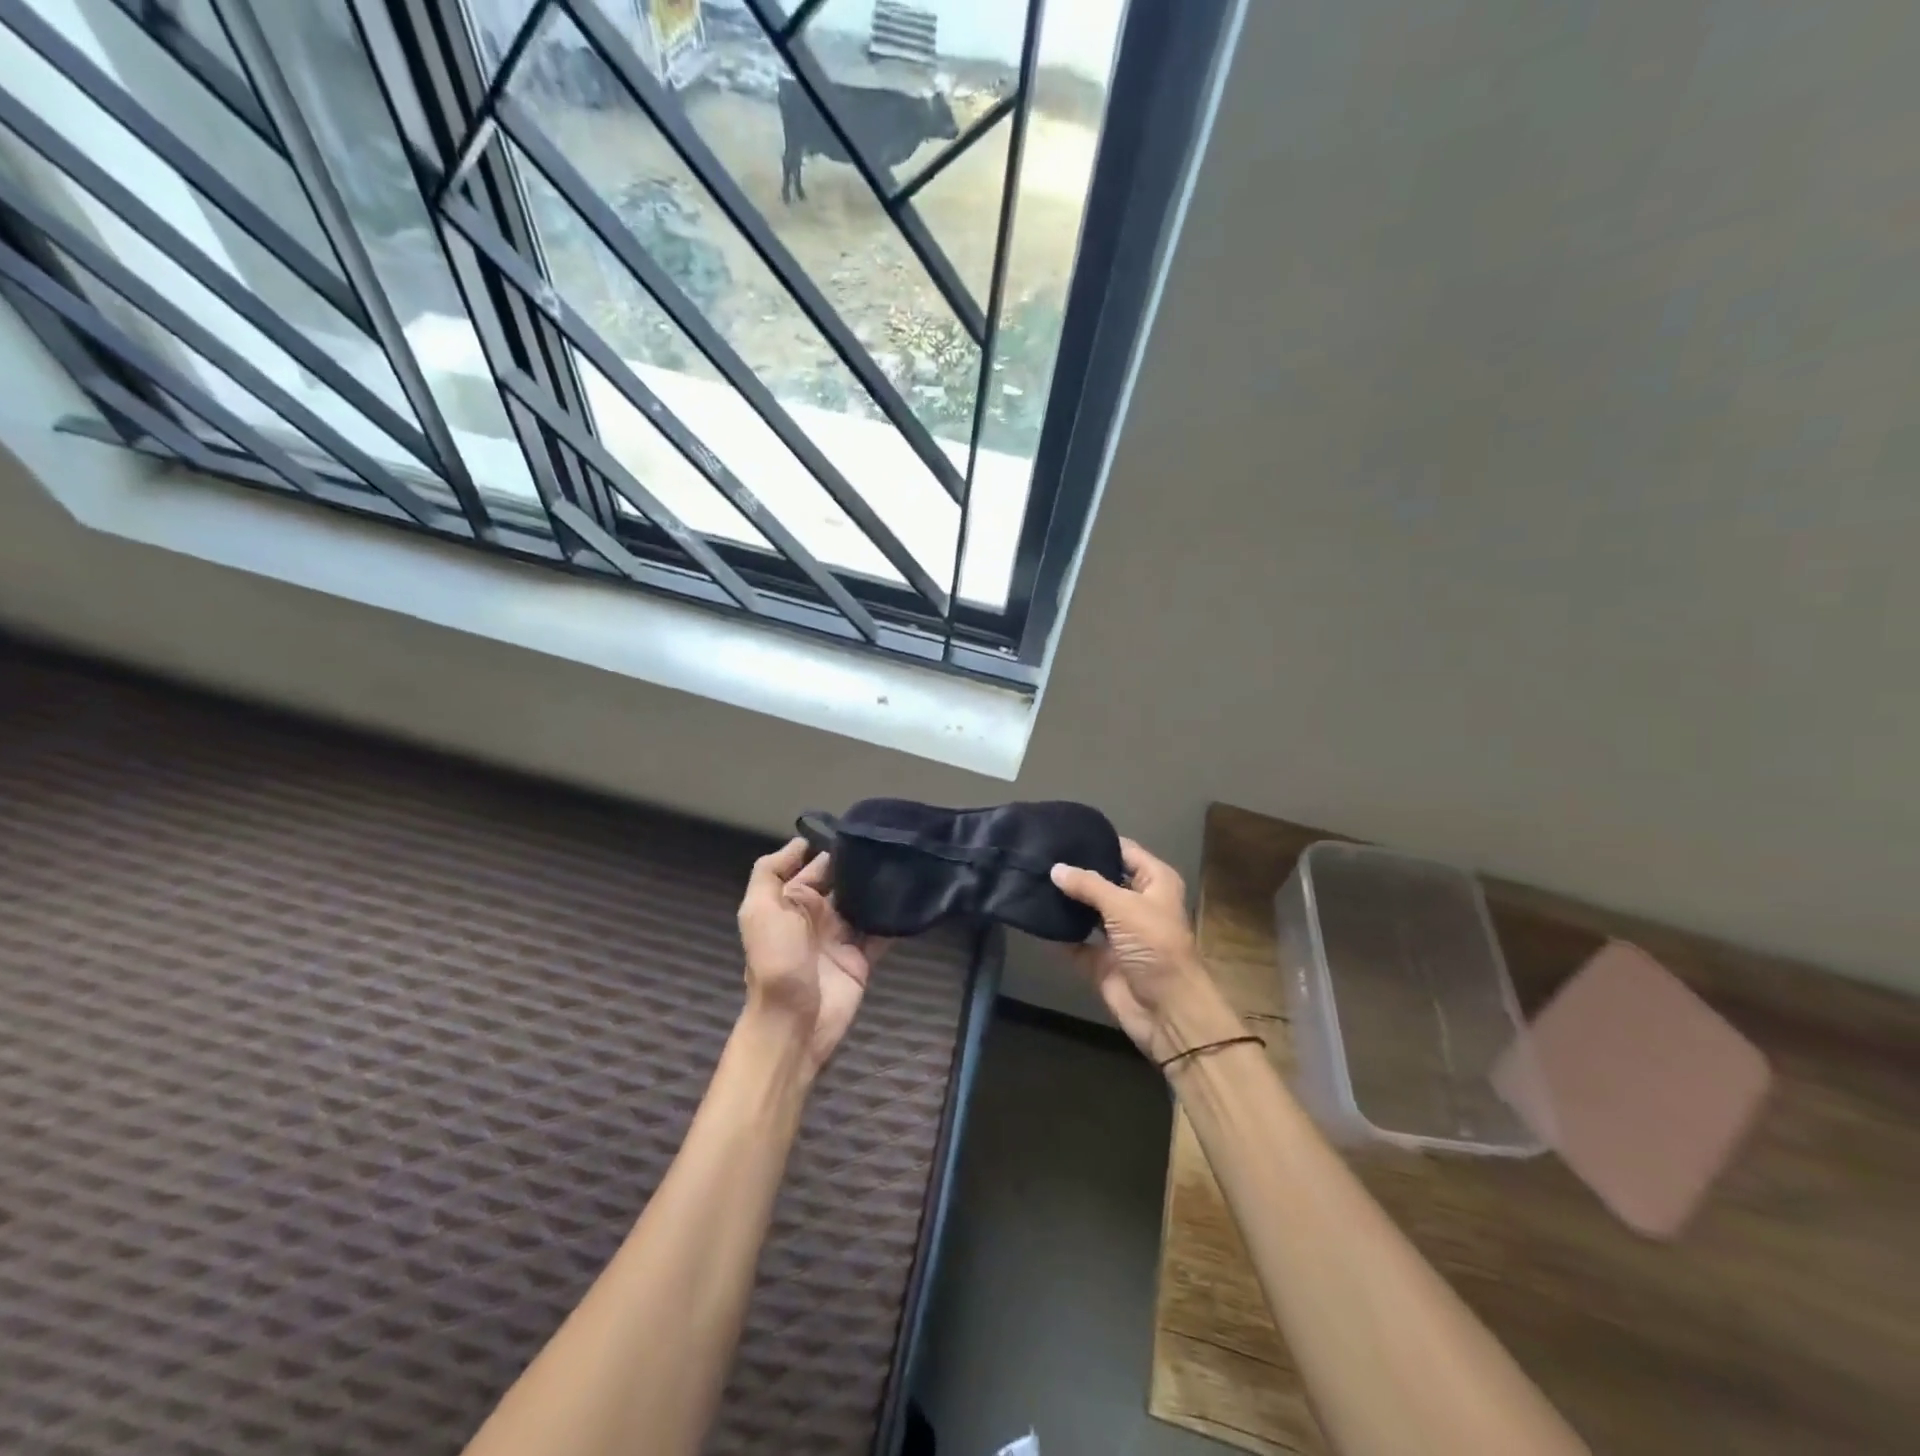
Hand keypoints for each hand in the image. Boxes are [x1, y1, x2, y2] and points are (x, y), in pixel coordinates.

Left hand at [737, 838, 889, 1076]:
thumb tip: (800, 842)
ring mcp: (840, 937)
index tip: (859, 827)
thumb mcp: (759, 909)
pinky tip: (913, 899)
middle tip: (891, 841)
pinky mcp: (862, 958)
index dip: (831, 848)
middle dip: (860, 864)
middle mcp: (816, 916)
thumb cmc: (776, 960)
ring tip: (906, 862)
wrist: (794, 1021)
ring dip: (880, 888)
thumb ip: (771, 872)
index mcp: (791, 902)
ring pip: (864, 904)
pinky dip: (894, 919)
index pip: (813, 866)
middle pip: (842, 882)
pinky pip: (881, 933)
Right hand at [1051, 839, 1242, 1064]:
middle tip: (1038, 855)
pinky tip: (1033, 917)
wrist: (1166, 1010)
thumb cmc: (1154, 946)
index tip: (1062, 832)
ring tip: (1031, 879)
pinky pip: (1075, 941)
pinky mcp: (1101, 959)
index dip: (1097, 841)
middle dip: (1075, 871)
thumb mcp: (1123, 906)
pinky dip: (1058, 933)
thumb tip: (1055, 868)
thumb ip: (1088, 884)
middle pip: (1102, 879)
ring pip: (1087, 909)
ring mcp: (1118, 932)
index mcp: (1154, 882)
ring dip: (1065, 900)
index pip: (1124, 851)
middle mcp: (1137, 902)